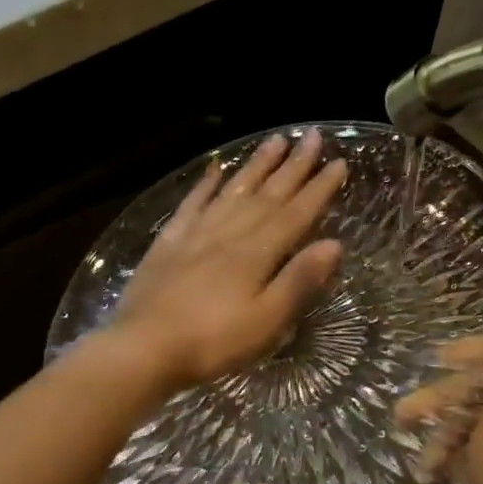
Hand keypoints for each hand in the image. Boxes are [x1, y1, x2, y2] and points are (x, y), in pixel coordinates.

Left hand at [110, 130, 346, 391]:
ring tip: (275, 141)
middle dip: (293, 167)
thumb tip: (333, 244)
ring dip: (256, 166)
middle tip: (313, 136)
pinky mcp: (167, 245)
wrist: (144, 347)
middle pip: (266, 195)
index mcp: (256, 254)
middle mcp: (228, 234)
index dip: (318, 189)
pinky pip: (191, 205)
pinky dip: (205, 186)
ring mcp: (195, 235)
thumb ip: (298, 281)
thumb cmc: (212, 342)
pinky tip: (215, 171)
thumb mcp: (266, 322)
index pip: (295, 214)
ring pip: (232, 192)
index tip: (339, 163)